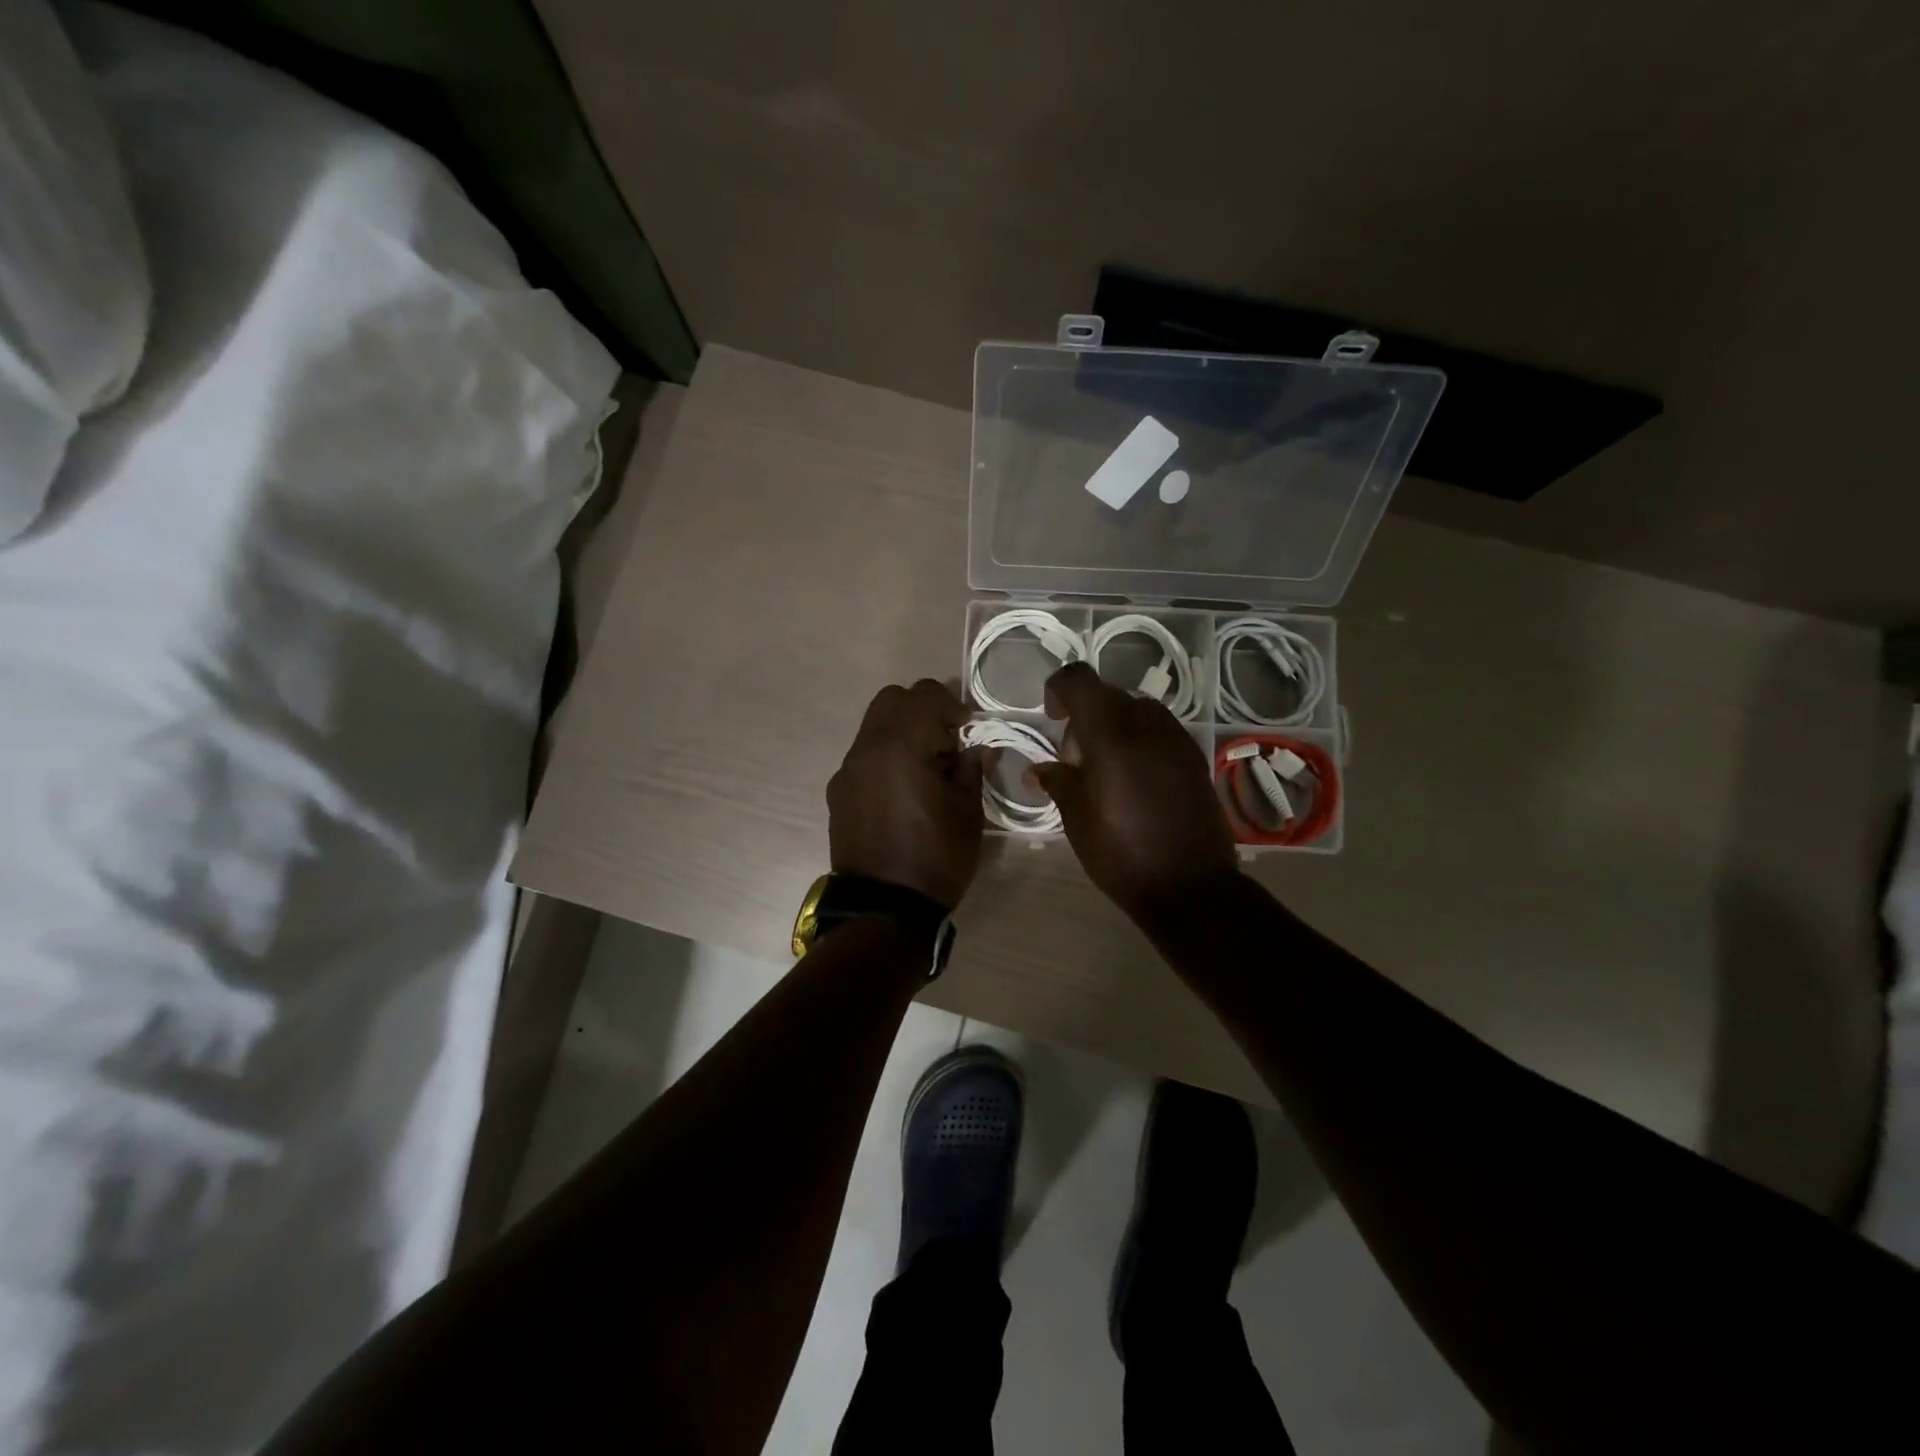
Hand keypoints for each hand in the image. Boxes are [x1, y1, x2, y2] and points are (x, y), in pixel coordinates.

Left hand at [828, 679, 985, 910]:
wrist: (883, 909)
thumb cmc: (935, 859)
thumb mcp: (968, 814)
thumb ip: (970, 769)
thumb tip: (974, 749)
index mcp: (901, 746)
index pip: (925, 694)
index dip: (953, 705)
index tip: (968, 731)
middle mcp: (867, 748)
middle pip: (892, 699)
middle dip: (922, 711)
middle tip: (945, 744)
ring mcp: (847, 770)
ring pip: (874, 726)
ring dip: (902, 732)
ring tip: (924, 770)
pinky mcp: (837, 791)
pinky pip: (864, 756)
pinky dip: (885, 757)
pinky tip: (901, 792)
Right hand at [1031, 663, 1238, 923]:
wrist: (1189, 887)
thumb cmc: (1121, 852)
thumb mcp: (1076, 817)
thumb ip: (1057, 781)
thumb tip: (1039, 770)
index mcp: (1110, 733)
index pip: (1079, 680)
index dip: (1059, 689)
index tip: (1052, 718)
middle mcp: (1146, 724)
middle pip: (1107, 696)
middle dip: (1083, 717)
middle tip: (1075, 762)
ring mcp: (1176, 739)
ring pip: (1136, 712)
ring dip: (1113, 728)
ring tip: (1105, 772)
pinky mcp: (1194, 759)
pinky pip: (1159, 732)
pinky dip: (1139, 742)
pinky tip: (1134, 782)